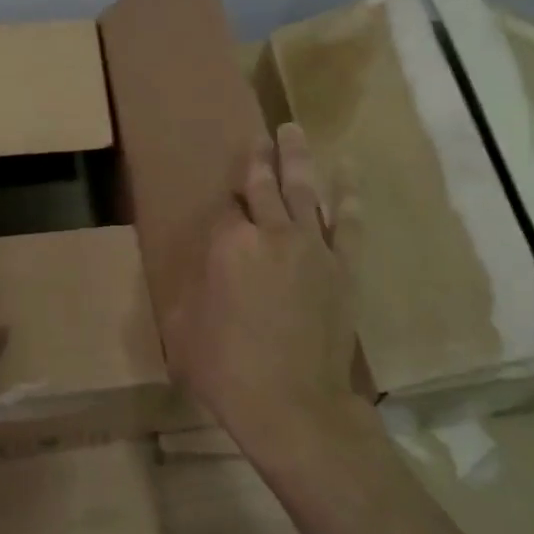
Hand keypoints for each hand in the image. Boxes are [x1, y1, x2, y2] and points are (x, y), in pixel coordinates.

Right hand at [166, 124, 374, 469]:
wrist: (293, 403)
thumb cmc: (228, 369)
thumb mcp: (184, 329)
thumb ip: (189, 289)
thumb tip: (198, 271)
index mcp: (229, 246)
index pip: (224, 211)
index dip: (221, 207)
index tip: (221, 204)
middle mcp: (272, 234)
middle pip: (263, 187)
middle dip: (259, 160)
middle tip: (261, 136)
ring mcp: (313, 247)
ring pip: (304, 191)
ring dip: (297, 159)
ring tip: (294, 131)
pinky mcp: (344, 268)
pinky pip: (349, 223)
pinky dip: (350, 197)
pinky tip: (348, 173)